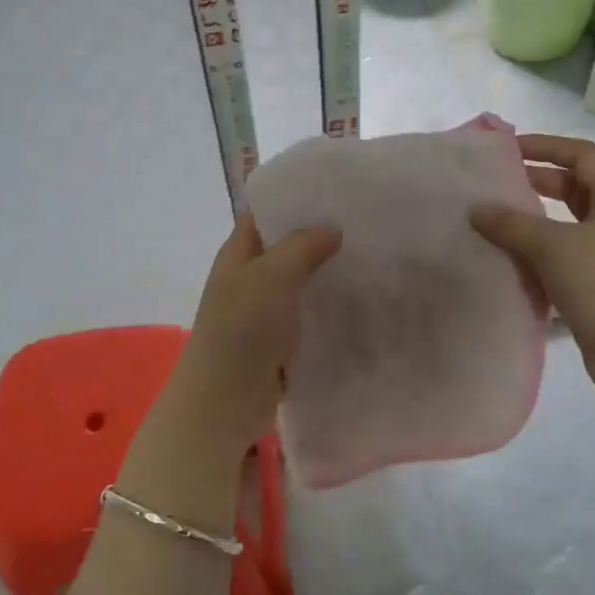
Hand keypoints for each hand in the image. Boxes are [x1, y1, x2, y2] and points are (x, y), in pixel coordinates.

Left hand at [154, 213, 341, 465]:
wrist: (225, 400)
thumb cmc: (243, 329)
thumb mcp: (272, 276)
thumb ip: (301, 246)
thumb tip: (331, 228)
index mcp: (238, 254)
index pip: (264, 214)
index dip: (294, 201)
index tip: (336, 194)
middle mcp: (248, 278)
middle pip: (285, 249)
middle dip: (319, 239)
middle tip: (364, 227)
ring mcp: (262, 312)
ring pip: (298, 284)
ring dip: (326, 276)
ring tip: (369, 261)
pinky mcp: (278, 341)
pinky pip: (305, 316)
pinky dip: (325, 309)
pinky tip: (358, 303)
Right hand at [470, 134, 594, 403]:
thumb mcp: (553, 246)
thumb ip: (511, 224)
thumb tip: (476, 209)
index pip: (582, 155)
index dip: (546, 146)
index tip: (508, 150)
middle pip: (576, 188)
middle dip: (537, 182)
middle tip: (496, 185)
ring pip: (569, 226)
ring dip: (536, 222)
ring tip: (495, 222)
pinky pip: (566, 259)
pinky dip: (540, 254)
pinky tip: (511, 262)